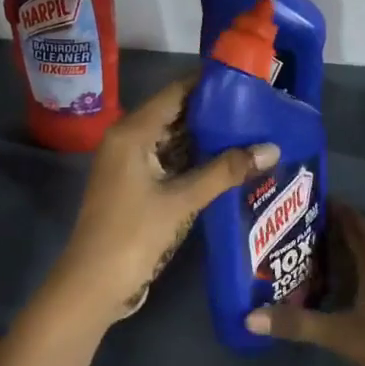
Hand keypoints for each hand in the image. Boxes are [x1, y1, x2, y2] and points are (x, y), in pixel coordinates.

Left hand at [45, 75, 277, 331]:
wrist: (92, 286)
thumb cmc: (133, 235)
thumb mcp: (182, 200)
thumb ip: (226, 171)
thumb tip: (272, 148)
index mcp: (133, 132)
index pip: (176, 92)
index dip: (210, 82)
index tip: (247, 79)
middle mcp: (128, 138)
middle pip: (176, 113)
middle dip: (214, 111)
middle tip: (257, 106)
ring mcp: (130, 163)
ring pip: (174, 138)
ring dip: (207, 137)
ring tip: (251, 129)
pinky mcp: (136, 184)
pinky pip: (169, 160)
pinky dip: (195, 159)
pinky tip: (228, 160)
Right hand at [248, 202, 364, 365]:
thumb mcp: (343, 337)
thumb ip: (298, 324)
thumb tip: (250, 317)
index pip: (351, 220)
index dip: (328, 205)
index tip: (298, 197)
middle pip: (353, 238)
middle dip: (323, 231)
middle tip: (285, 228)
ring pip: (359, 260)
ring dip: (333, 256)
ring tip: (296, 255)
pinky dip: (344, 276)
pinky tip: (324, 289)